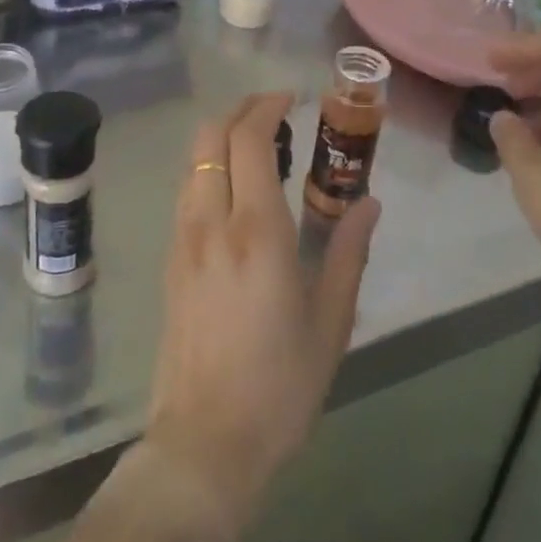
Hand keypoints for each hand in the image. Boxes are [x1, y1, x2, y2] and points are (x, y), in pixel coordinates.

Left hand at [144, 93, 380, 531]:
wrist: (205, 443)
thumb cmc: (280, 385)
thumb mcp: (331, 321)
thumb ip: (349, 252)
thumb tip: (369, 202)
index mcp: (257, 231)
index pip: (250, 140)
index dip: (267, 106)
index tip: (291, 98)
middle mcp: (212, 221)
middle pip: (210, 137)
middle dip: (240, 111)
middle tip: (275, 113)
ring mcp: (183, 239)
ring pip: (192, 161)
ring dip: (221, 138)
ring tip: (257, 147)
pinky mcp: (171, 260)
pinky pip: (186, 191)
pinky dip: (208, 168)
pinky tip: (233, 190)